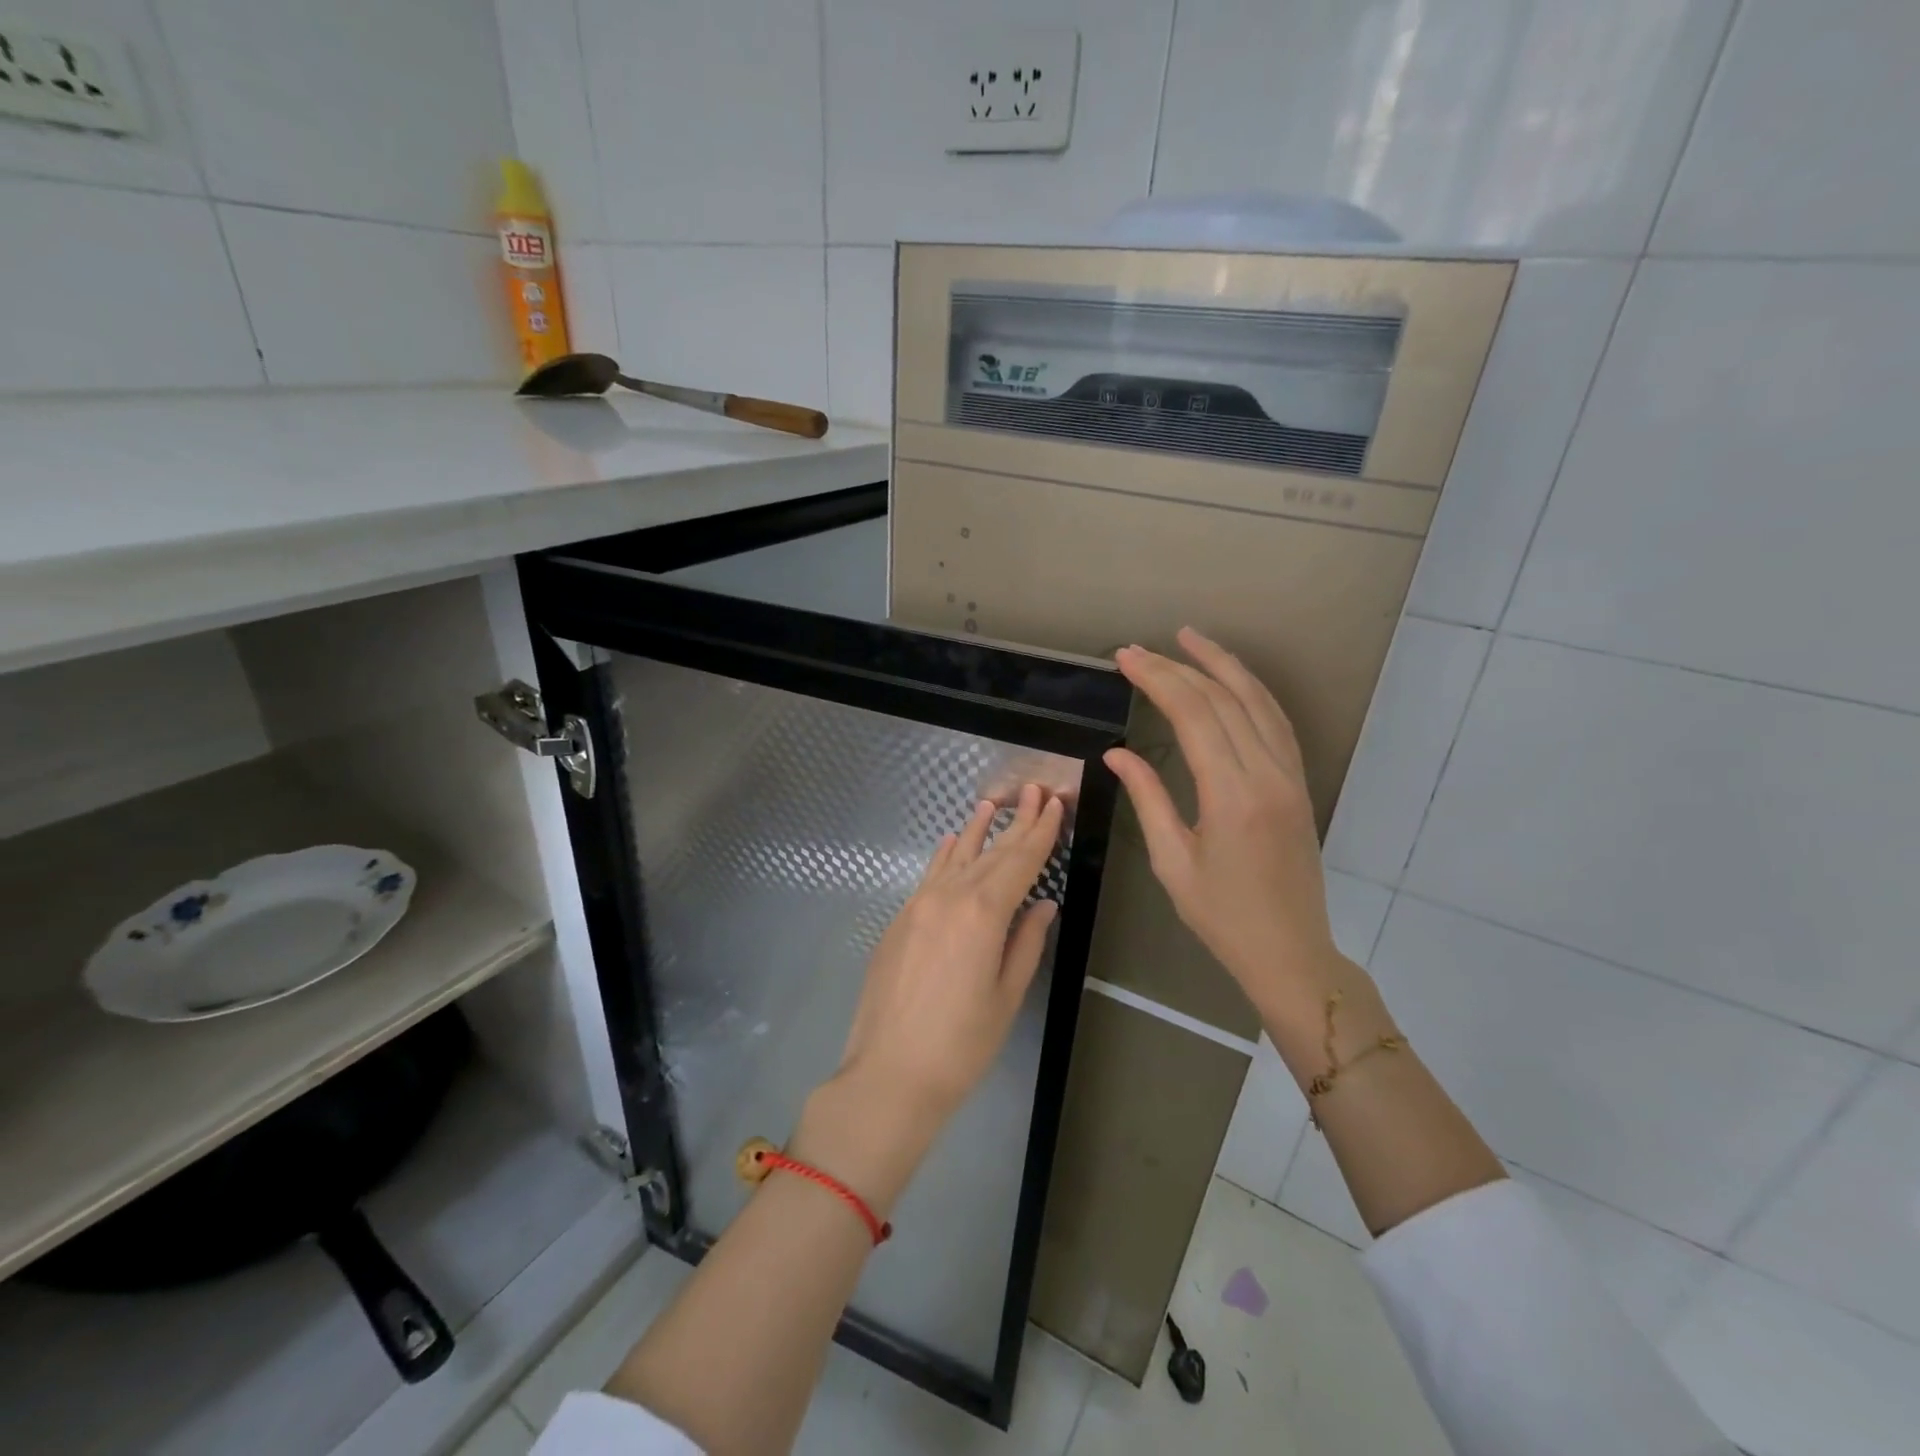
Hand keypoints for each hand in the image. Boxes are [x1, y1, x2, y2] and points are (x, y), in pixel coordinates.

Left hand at [834, 783, 1063, 1120]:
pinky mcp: (899, 920)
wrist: (889, 1074)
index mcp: (983, 914)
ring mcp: (918, 905)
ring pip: (955, 858)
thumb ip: (1026, 942)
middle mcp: (949, 897)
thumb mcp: (1006, 996)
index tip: (1055, 804)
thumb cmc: (961, 1044)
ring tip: (992, 804)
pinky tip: (951, 841)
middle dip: (1016, 823)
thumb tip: (1042, 904)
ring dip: (977, 831)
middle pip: (990, 853)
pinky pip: (929, 876)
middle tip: (1034, 791)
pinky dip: (945, 856)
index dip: (1040, 832)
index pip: (1020, 862)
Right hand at [1105, 629, 1351, 1032]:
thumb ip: (1148, 798)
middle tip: (1139, 649)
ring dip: (1222, 665)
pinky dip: (1251, 691)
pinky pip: (1276, 722)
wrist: (1290, 951)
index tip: (1125, 658)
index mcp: (1231, 795)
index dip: (1157, 679)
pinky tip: (1230, 679)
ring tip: (1189, 638)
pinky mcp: (1298, 783)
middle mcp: (1267, 774)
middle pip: (1223, 699)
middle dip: (1178, 666)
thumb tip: (1117, 753)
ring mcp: (1290, 776)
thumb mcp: (1172, 861)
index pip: (1193, 715)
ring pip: (1258, 701)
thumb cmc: (1222, 916)